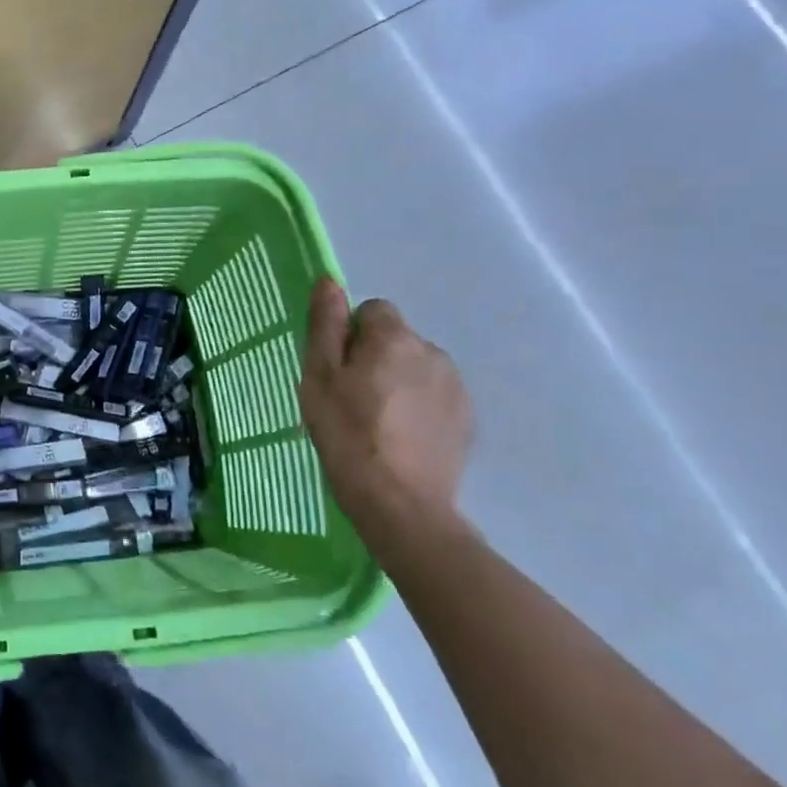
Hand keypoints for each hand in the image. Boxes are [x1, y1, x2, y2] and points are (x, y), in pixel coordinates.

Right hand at [297, 278, 470, 543]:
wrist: (401, 504)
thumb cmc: (346, 433)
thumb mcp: (318, 377)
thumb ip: (325, 325)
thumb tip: (329, 281)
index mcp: (394, 338)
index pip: (373, 310)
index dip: (350, 335)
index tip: (337, 369)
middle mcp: (433, 352)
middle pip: (396, 339)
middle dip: (375, 358)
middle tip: (350, 399)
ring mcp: (456, 388)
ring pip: (416, 368)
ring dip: (398, 382)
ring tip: (376, 422)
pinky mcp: (467, 420)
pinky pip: (434, 397)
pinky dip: (417, 408)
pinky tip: (400, 438)